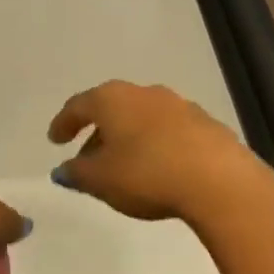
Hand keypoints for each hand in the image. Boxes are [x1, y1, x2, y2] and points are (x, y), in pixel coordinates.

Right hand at [48, 80, 273, 228]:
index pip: (78, 105)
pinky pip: (167, 131)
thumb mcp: (100, 180)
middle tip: (86, 158)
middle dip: (97, 133)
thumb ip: (77, 173)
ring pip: (140, 118)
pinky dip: (154, 144)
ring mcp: (177, 105)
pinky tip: (157, 168)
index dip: (63, 123)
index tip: (55, 140)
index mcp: (111, 99)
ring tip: (122, 166)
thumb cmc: (146, 174)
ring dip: (127, 138)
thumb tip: (64, 170)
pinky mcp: (205, 123)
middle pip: (111, 109)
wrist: (218, 179)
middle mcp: (143, 93)